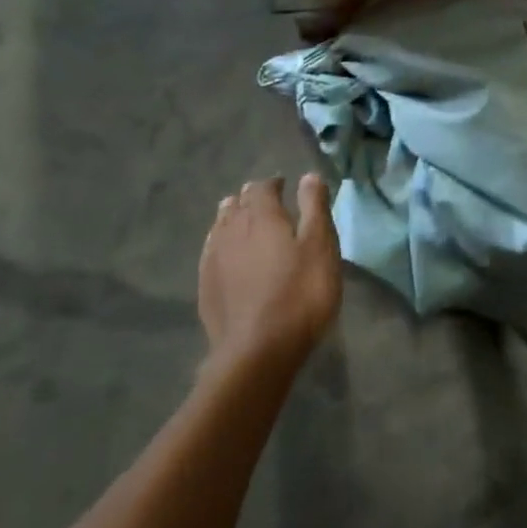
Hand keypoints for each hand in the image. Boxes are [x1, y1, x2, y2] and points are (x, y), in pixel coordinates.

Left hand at [198, 174, 342, 370]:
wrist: (257, 351)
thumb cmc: (299, 294)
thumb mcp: (320, 247)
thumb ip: (314, 208)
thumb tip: (308, 176)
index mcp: (261, 215)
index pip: (262, 186)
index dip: (274, 183)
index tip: (286, 187)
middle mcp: (231, 229)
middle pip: (237, 203)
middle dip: (252, 199)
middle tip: (270, 206)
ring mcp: (213, 258)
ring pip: (221, 225)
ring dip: (234, 219)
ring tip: (248, 226)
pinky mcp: (205, 285)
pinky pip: (212, 251)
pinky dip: (223, 244)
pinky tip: (230, 256)